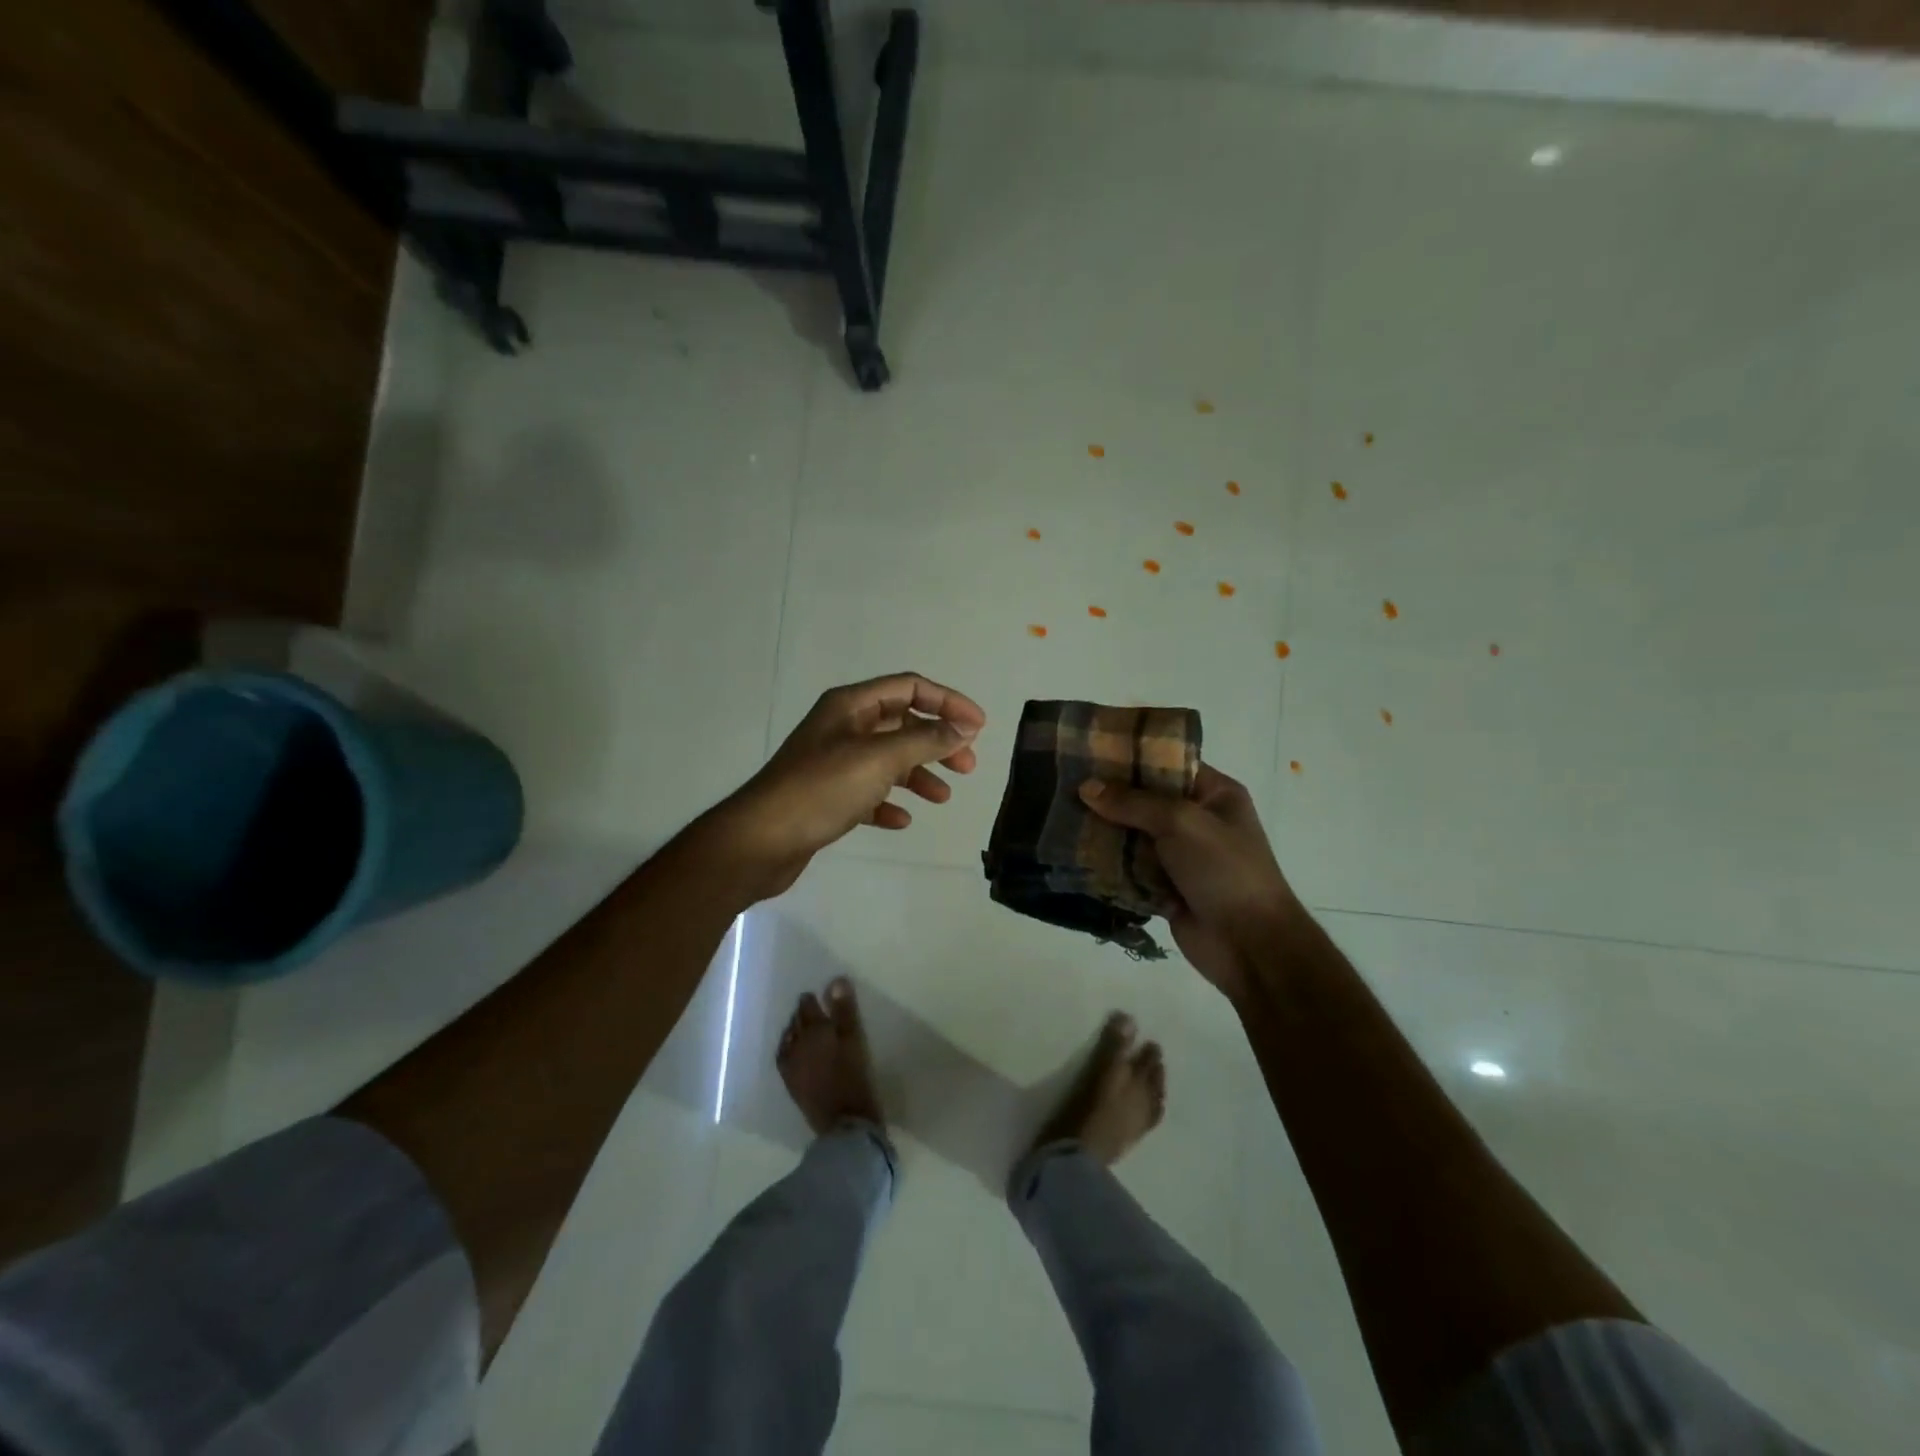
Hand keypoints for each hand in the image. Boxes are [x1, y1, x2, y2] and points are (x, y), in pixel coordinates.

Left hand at [710, 673, 985, 897]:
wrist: (760, 841)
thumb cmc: (820, 790)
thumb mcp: (879, 759)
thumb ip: (925, 740)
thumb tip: (963, 727)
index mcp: (851, 706)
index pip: (909, 687)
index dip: (948, 702)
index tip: (979, 727)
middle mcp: (842, 727)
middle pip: (902, 723)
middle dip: (937, 741)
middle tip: (967, 766)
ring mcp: (833, 763)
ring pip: (888, 760)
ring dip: (918, 773)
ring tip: (942, 798)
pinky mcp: (827, 797)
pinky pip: (868, 793)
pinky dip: (889, 802)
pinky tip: (901, 820)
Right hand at [1079, 765, 1298, 1000]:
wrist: (1250, 945)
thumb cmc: (1224, 870)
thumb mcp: (1181, 822)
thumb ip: (1133, 803)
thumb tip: (1086, 787)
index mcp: (1214, 794)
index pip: (1168, 764)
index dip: (1131, 757)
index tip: (1090, 751)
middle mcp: (1197, 820)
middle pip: (1144, 801)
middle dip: (1108, 796)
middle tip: (1064, 783)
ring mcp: (1180, 856)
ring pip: (1132, 836)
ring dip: (1102, 832)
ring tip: (1059, 815)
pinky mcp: (1164, 888)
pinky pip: (1129, 869)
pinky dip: (1106, 865)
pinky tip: (1072, 852)